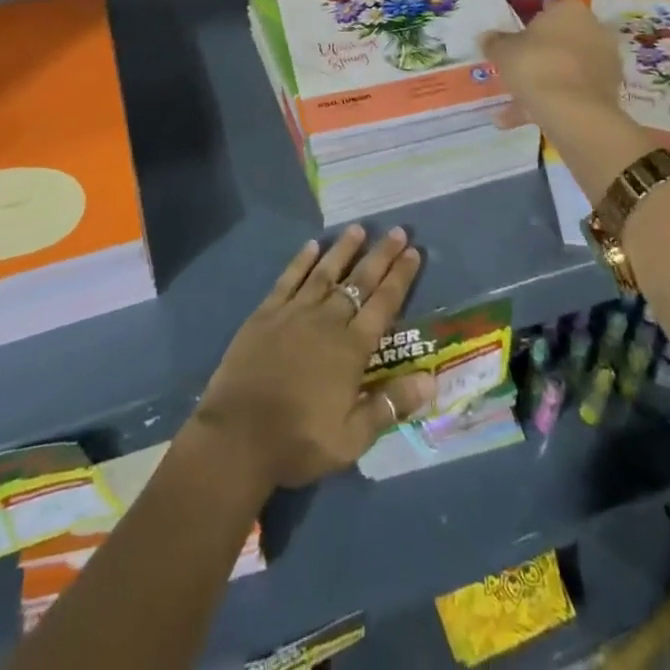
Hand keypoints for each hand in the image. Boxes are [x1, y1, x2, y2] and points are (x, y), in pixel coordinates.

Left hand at [192, 226, 432, 490]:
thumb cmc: (299, 441)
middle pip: (359, 281)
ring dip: (343, 250)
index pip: (383, 305)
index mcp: (351, 349)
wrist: (238, 436)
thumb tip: (431, 378)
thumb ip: (391, 404)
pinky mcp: (266, 313)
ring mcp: (294, 313)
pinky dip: (301, 261)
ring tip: (358, 228)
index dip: (400, 277)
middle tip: (397, 231)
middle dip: (380, 255)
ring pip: (325, 272)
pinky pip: (289, 279)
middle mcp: (327, 321)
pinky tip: (311, 245)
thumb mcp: (352, 438)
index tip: (413, 252)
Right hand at [481, 0, 622, 127]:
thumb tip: (486, 37)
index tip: (513, 41)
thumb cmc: (535, 65)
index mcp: (570, 10)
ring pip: (565, 69)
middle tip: (514, 69)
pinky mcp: (607, 91)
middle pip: (560, 40)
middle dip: (539, 54)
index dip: (529, 24)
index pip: (548, 9)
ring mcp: (604, 61)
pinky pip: (573, 92)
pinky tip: (525, 119)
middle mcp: (593, 29)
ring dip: (542, 82)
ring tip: (513, 103)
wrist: (573, 110)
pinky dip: (552, 102)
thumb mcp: (503, 51)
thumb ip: (494, 42)